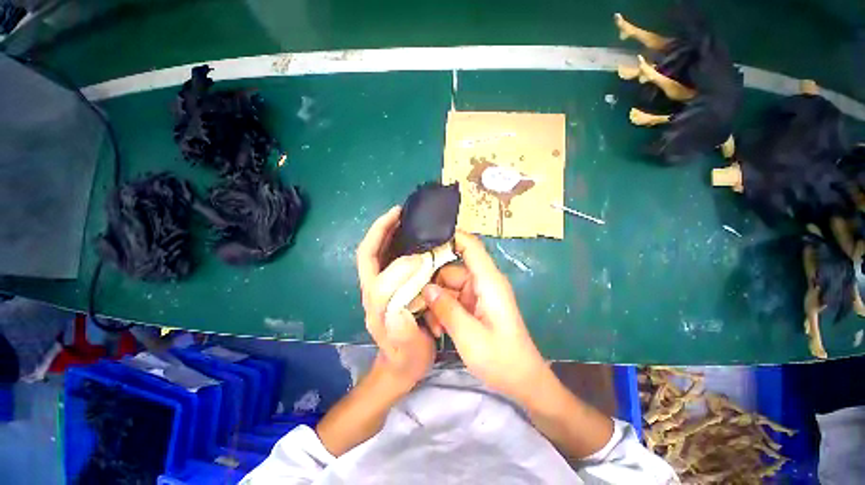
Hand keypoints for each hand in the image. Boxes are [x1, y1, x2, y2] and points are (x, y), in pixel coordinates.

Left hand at [356, 206, 435, 390]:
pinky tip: (405, 233)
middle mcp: (372, 292)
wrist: (398, 366)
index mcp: (378, 308)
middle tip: (399, 212)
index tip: (421, 255)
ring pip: (372, 252)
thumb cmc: (407, 358)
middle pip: (368, 256)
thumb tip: (400, 308)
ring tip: (401, 216)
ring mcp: (375, 286)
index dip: (400, 264)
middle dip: (380, 231)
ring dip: (383, 231)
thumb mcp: (409, 352)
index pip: (381, 279)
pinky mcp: (383, 284)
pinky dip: (389, 240)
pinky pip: (381, 256)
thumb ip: (403, 334)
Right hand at [422, 231, 547, 405]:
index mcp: (489, 281)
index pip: (471, 246)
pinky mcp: (475, 305)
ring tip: (434, 326)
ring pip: (448, 286)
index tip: (424, 241)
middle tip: (420, 306)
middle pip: (451, 269)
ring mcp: (478, 294)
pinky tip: (439, 329)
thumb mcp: (469, 335)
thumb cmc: (501, 359)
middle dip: (433, 286)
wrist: (522, 381)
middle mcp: (483, 282)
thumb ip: (446, 308)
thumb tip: (426, 288)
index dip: (451, 237)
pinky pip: (453, 299)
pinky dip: (443, 310)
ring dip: (437, 303)